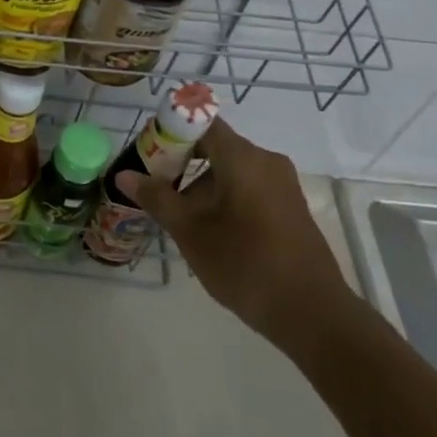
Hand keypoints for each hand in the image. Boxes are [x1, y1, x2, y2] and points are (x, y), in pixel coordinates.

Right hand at [117, 120, 352, 345]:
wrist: (313, 313)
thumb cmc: (245, 264)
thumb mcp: (191, 232)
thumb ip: (157, 198)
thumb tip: (124, 175)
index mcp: (243, 157)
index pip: (200, 123)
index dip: (170, 132)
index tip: (146, 154)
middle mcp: (266, 161)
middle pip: (214, 147)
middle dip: (180, 163)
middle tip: (153, 188)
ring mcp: (282, 184)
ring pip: (230, 170)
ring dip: (200, 186)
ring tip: (177, 218)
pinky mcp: (289, 207)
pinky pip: (248, 187)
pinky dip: (223, 198)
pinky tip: (209, 231)